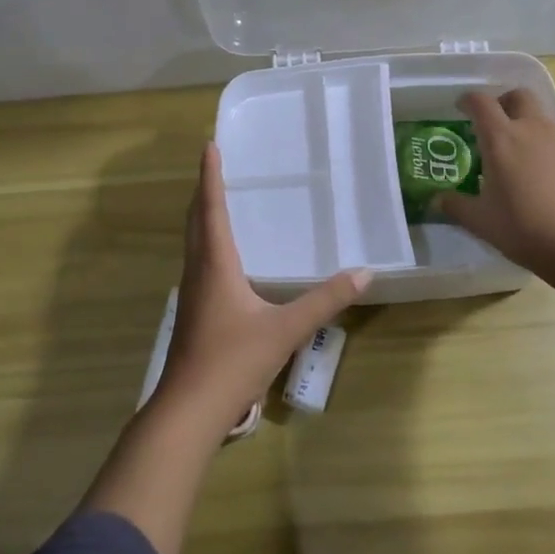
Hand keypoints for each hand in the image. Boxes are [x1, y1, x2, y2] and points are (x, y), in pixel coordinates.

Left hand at [154, 144, 369, 434]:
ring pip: (193, 241)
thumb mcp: (286, 329)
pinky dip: (205, 240)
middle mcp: (198, 270)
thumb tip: (364, 273)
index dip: (210, 176)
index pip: (212, 208)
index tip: (209, 145)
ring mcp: (191, 291)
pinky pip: (197, 260)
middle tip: (213, 164)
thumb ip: (325, 301)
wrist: (190, 408)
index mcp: (216, 264)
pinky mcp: (192, 310)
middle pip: (196, 219)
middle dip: (203, 190)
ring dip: (202, 215)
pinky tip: (221, 255)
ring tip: (215, 199)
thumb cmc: (234, 361)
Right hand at [434, 90, 554, 275]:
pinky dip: (538, 141)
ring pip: (538, 114)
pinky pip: (552, 137)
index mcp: (501, 138)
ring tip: (509, 146)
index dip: (468, 100)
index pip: (482, 102)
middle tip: (489, 121)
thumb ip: (456, 206)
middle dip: (502, 101)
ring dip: (523, 119)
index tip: (459, 107)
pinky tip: (531, 169)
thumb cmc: (524, 226)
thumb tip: (436, 199)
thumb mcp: (481, 221)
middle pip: (518, 96)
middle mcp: (530, 130)